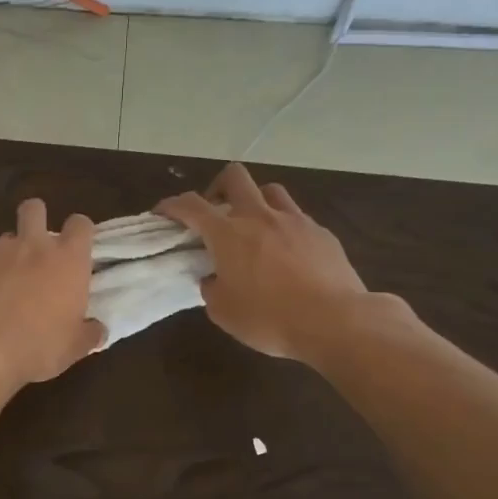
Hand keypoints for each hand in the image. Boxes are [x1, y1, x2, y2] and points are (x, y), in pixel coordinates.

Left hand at [0, 199, 105, 388]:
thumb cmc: (39, 346)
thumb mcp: (74, 347)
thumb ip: (89, 333)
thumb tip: (98, 330)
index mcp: (69, 259)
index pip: (80, 224)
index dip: (81, 233)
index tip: (80, 251)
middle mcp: (36, 246)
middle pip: (36, 208)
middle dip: (39, 219)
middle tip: (43, 249)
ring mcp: (1, 252)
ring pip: (10, 235)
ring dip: (15, 249)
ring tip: (16, 278)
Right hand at [156, 163, 397, 365]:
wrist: (334, 321)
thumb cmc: (269, 318)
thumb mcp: (224, 312)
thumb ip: (211, 288)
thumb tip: (213, 278)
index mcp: (228, 234)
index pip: (191, 206)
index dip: (172, 205)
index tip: (163, 212)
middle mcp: (260, 217)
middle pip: (235, 177)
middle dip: (217, 188)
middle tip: (215, 213)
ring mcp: (295, 221)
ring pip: (270, 191)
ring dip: (255, 202)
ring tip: (253, 228)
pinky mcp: (322, 233)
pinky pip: (297, 219)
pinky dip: (283, 228)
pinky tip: (287, 254)